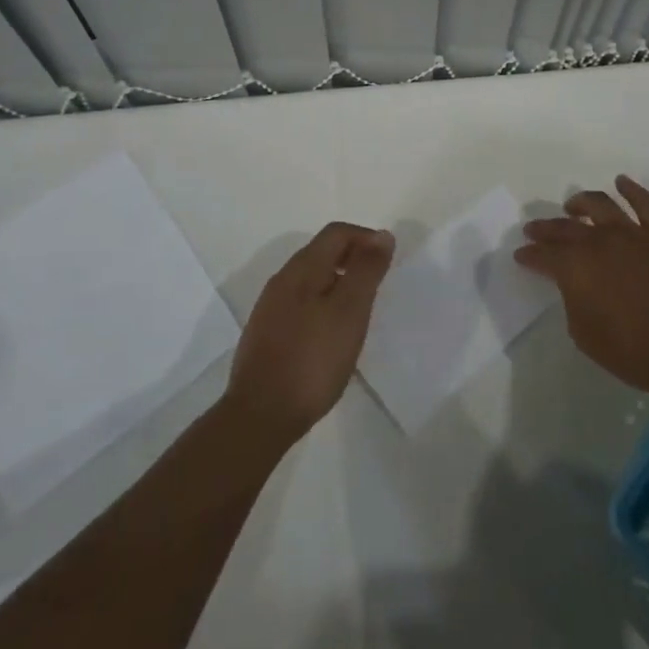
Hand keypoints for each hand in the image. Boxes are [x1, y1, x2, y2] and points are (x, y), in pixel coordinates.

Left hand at [224, 223, 394, 443]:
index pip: (337, 232)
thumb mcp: (349, 311)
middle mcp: (282, 280)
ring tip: (360, 312)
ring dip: (339, 283)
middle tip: (378, 287)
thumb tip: (382, 235)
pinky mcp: (266, 333)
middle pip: (322, 252)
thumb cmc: (312, 360)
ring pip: (311, 279)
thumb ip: (366, 271)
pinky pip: (301, 303)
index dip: (366, 238)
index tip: (388, 262)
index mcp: (302, 268)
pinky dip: (323, 305)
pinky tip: (332, 335)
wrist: (260, 415)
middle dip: (354, 260)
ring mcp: (270, 307)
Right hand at [515, 176, 648, 398]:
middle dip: (546, 228)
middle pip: (565, 228)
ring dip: (581, 202)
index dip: (530, 255)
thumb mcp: (584, 334)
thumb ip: (572, 301)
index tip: (521, 255)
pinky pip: (645, 203)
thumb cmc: (632, 351)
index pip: (544, 255)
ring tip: (572, 205)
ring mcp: (631, 234)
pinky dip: (631, 189)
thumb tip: (575, 284)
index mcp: (575, 267)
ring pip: (600, 205)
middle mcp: (599, 241)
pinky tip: (621, 181)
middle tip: (533, 229)